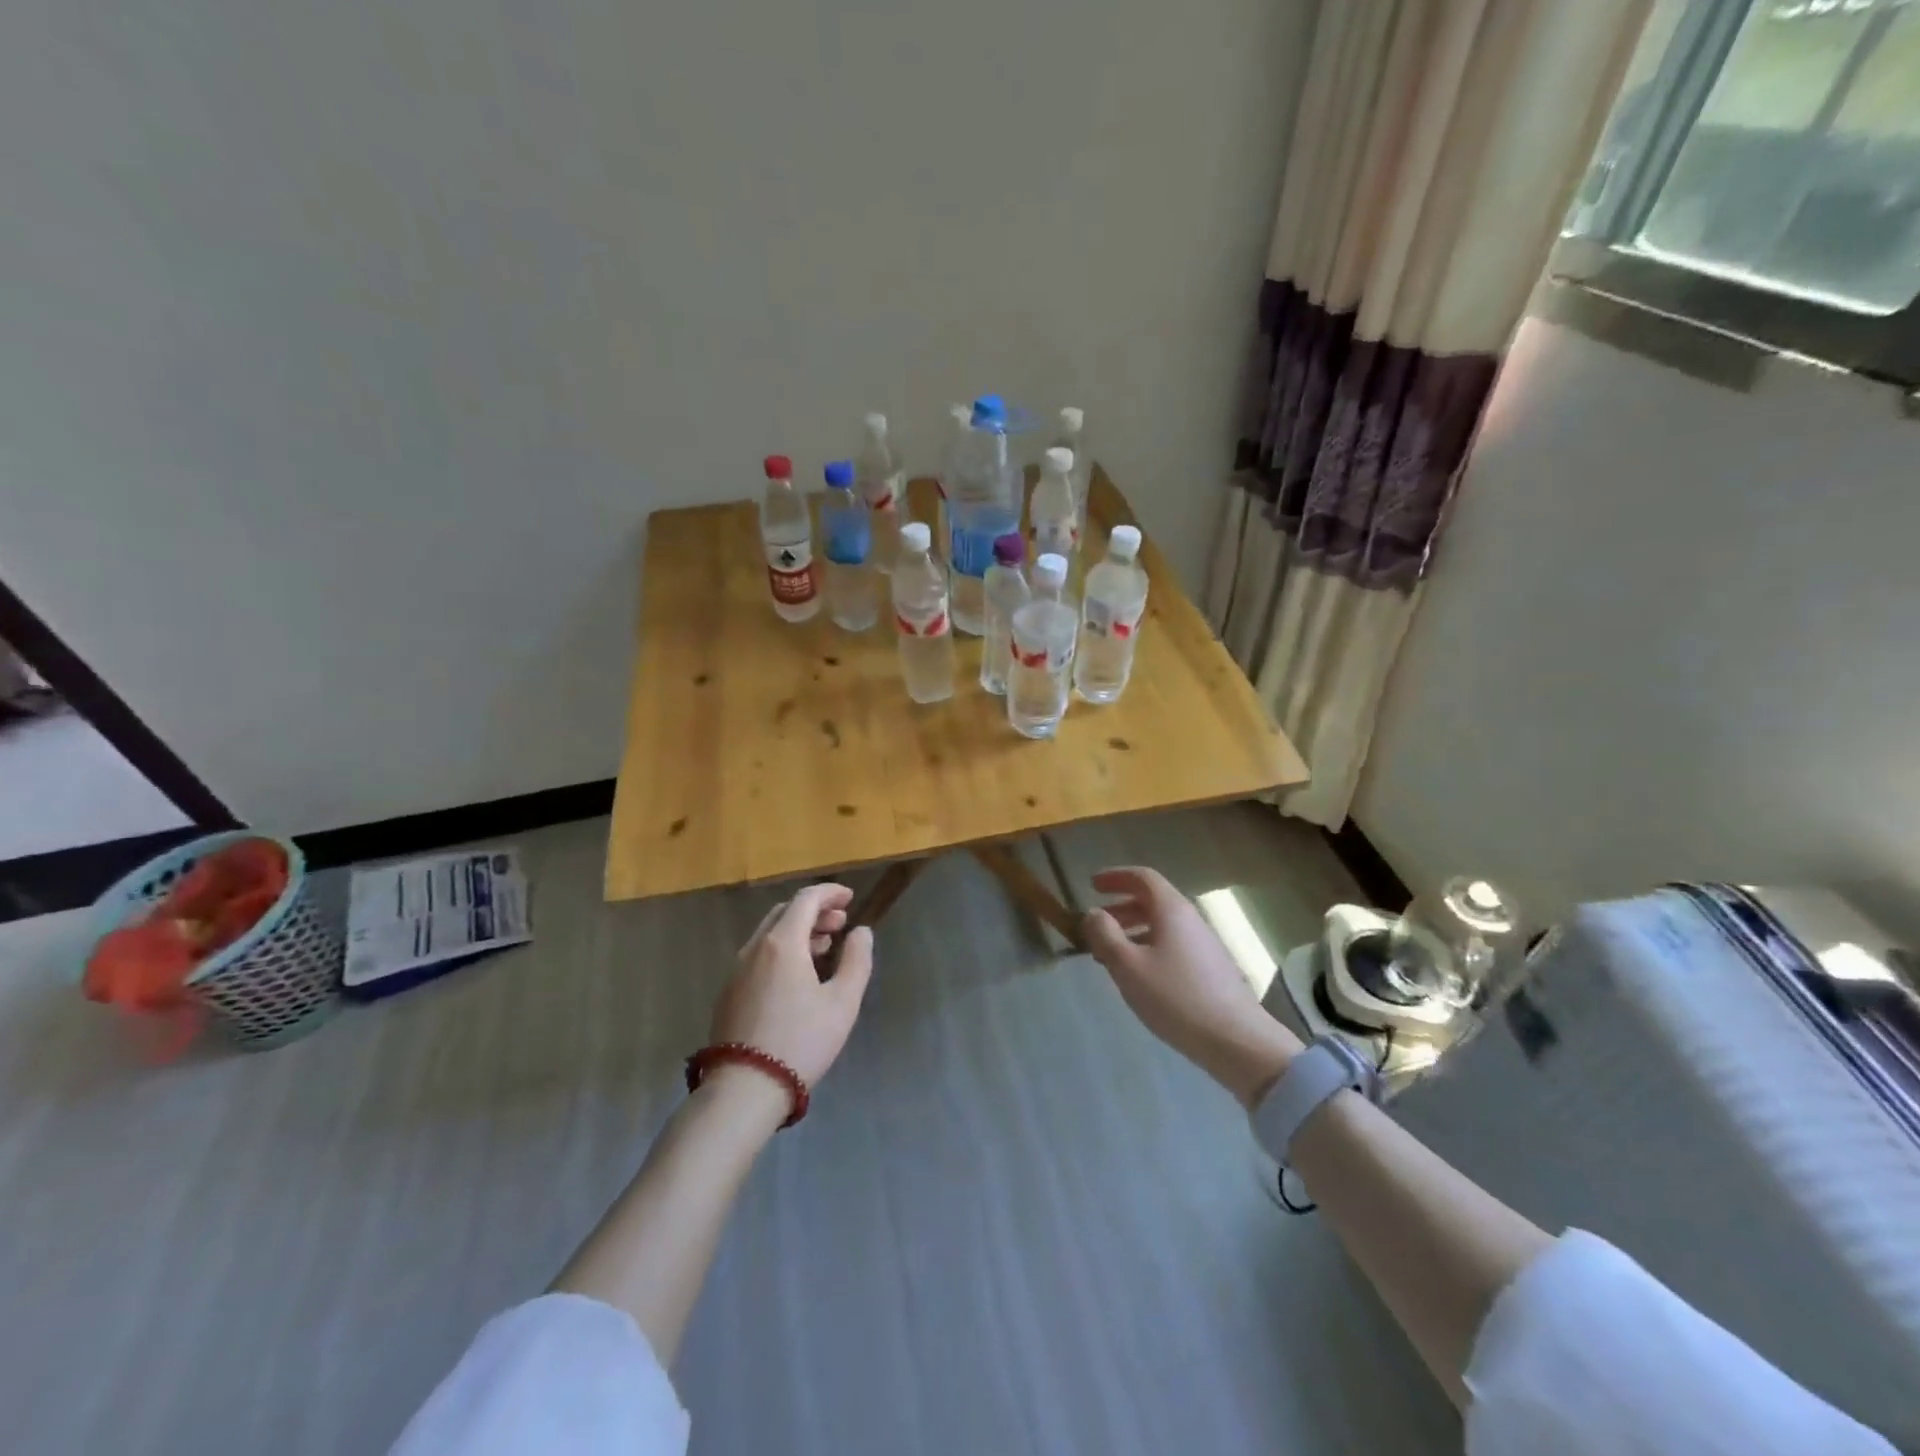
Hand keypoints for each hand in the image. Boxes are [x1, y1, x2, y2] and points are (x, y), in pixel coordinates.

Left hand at [711, 883, 873, 1088]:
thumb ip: (856, 960)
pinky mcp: (729, 991)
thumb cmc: (801, 1041)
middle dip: (814, 911)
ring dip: (798, 931)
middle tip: (840, 924)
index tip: (850, 897)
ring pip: (769, 933)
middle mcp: (755, 947)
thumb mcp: (842, 1002)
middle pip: (785, 912)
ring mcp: (737, 969)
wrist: (744, 1088)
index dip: (830, 893)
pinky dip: (781, 949)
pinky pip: (758, 954)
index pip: (806, 899)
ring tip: (823, 948)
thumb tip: (861, 932)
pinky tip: (797, 974)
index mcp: (782, 943)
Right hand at [1082, 867, 1301, 1107]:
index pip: (1143, 877)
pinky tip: (1139, 976)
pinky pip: (1172, 944)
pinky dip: (1149, 947)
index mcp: (1172, 910)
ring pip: (1162, 925)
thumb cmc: (1175, 997)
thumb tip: (1093, 913)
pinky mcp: (1211, 969)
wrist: (1236, 1040)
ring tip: (1110, 955)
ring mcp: (1204, 944)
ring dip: (1133, 931)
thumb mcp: (1128, 966)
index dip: (1115, 876)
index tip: (1092, 884)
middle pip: (1152, 901)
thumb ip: (1105, 935)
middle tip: (1096, 925)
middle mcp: (1190, 919)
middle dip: (1120, 908)